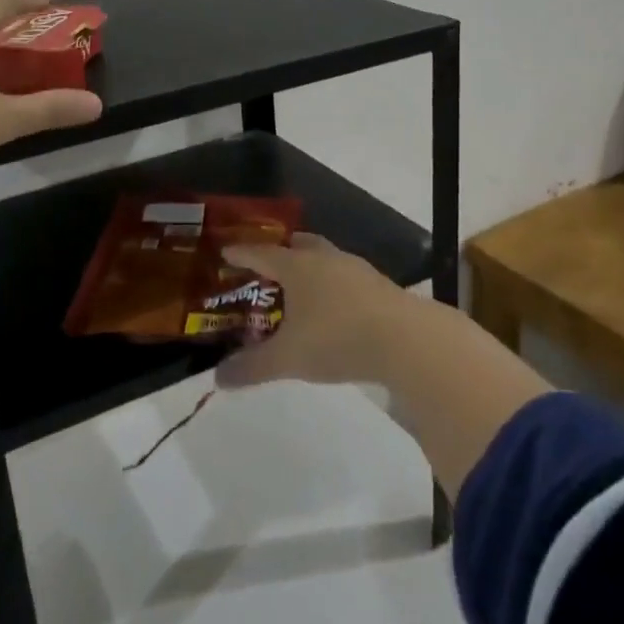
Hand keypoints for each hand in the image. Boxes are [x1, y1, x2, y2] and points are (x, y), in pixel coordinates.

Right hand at [213, 234, 403, 388]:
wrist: (406, 340)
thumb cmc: (337, 339)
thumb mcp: (288, 358)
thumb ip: (252, 367)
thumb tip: (218, 378)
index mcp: (297, 266)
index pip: (262, 253)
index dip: (242, 253)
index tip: (227, 251)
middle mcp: (324, 258)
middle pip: (298, 245)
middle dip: (281, 252)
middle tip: (268, 265)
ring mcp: (356, 269)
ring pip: (326, 258)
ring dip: (311, 267)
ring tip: (302, 287)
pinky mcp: (380, 286)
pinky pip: (347, 276)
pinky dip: (334, 285)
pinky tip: (336, 306)